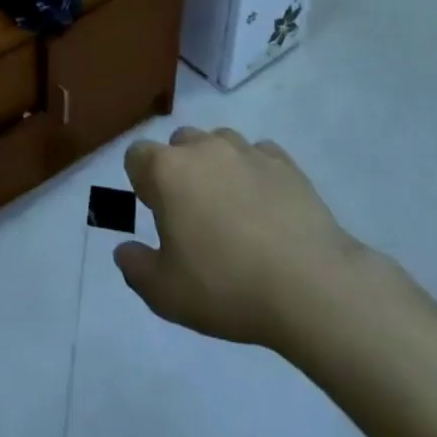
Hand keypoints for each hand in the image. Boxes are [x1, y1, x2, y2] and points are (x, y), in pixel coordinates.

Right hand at [115, 128, 373, 358]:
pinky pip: (259, 155)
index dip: (141, 182)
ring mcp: (247, 151)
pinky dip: (256, 173)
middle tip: (194, 215)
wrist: (312, 287)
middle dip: (179, 170)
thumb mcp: (166, 294)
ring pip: (219, 143)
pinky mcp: (285, 163)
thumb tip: (124, 250)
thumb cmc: (227, 286)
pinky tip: (266, 207)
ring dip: (217, 166)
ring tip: (232, 208)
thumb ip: (135, 268)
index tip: (157, 214)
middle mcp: (203, 148)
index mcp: (167, 171)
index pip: (137, 156)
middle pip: (178, 144)